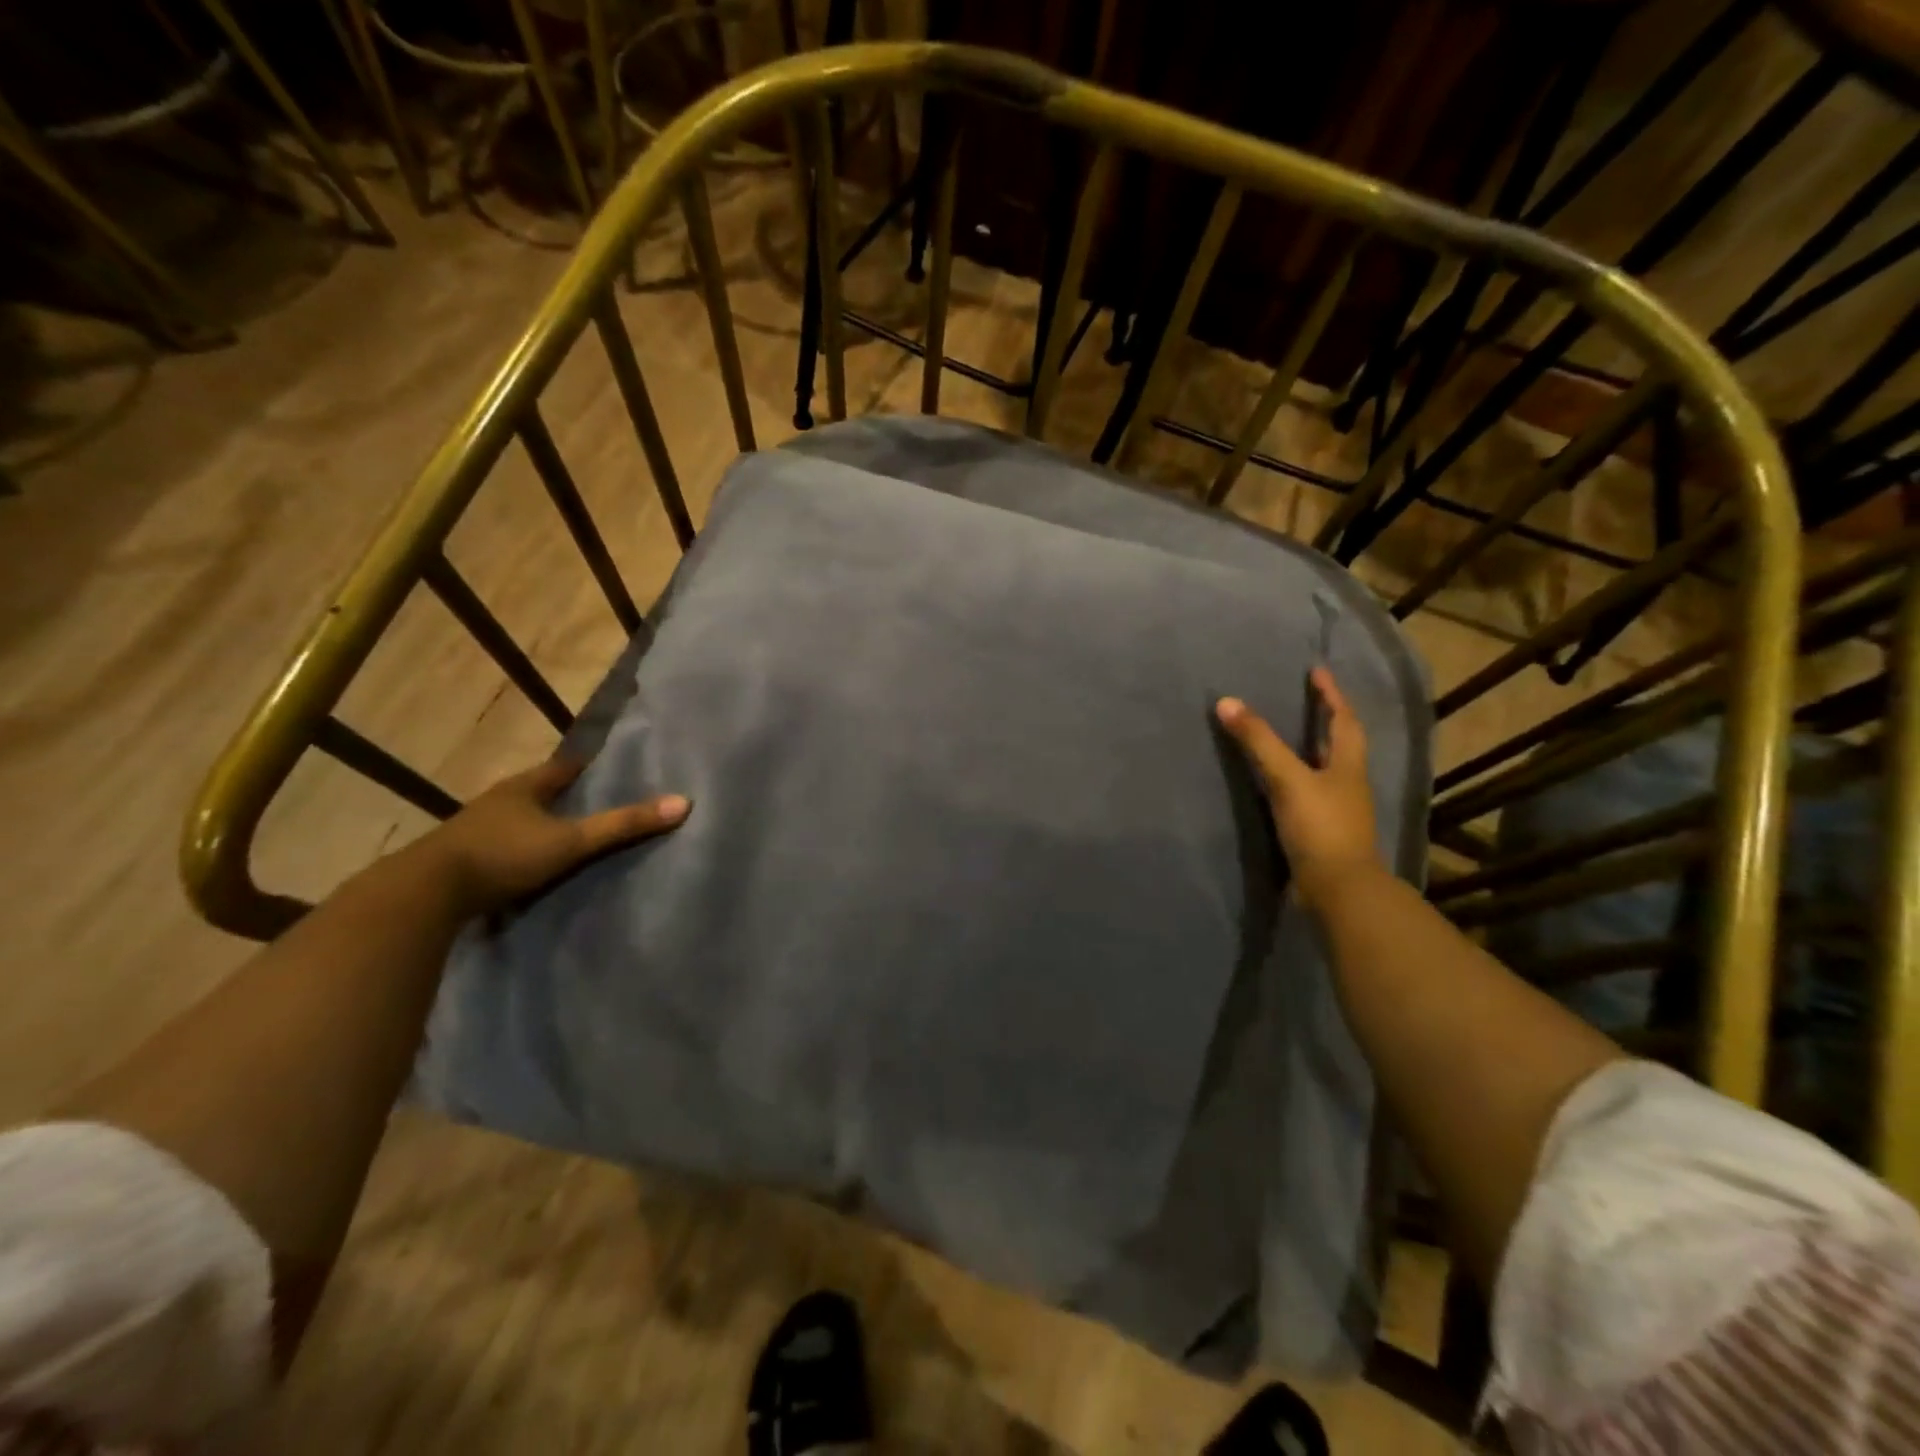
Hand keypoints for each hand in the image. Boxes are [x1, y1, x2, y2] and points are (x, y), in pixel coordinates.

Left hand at [415, 758, 689, 919]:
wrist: (424, 894)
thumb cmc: (503, 855)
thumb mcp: (572, 841)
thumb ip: (624, 825)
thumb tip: (683, 803)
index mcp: (524, 787)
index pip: (563, 767)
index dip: (586, 765)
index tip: (609, 765)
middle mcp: (498, 801)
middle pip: (538, 791)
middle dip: (563, 795)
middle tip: (594, 801)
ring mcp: (474, 830)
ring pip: (516, 819)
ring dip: (537, 824)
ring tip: (566, 834)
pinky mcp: (459, 860)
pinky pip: (499, 847)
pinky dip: (517, 850)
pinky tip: (529, 865)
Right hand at [1217, 668, 1380, 910]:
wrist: (1338, 890)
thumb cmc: (1320, 827)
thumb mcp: (1287, 779)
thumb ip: (1258, 742)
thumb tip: (1226, 701)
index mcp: (1347, 765)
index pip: (1343, 720)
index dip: (1331, 694)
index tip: (1317, 672)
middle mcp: (1347, 784)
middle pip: (1339, 744)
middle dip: (1324, 720)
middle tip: (1304, 701)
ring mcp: (1336, 810)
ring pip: (1325, 770)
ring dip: (1310, 750)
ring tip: (1288, 736)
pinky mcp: (1321, 832)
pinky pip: (1308, 794)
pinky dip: (1295, 780)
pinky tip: (1276, 784)